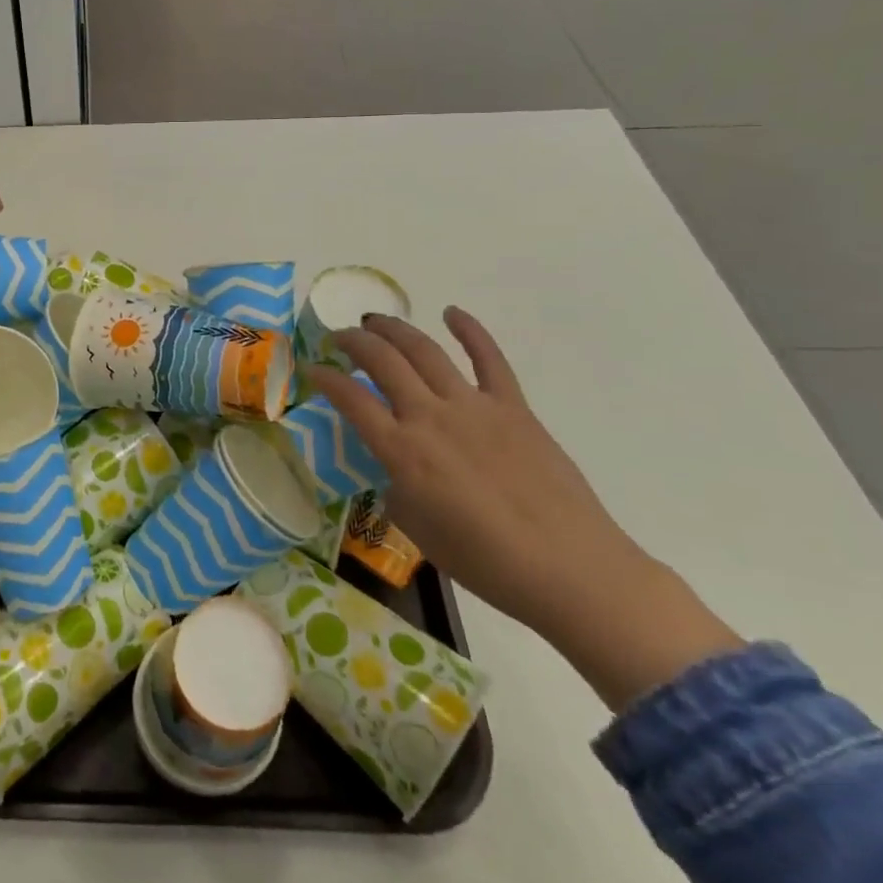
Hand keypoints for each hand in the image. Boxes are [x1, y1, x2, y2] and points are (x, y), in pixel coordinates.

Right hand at [310, 308, 742, 710]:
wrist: (569, 570)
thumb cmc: (486, 562)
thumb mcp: (417, 528)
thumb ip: (398, 486)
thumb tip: (399, 467)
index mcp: (403, 451)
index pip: (351, 399)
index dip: (325, 378)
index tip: (312, 368)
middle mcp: (431, 417)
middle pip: (383, 361)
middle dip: (354, 341)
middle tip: (340, 337)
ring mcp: (474, 407)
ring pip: (425, 351)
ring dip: (395, 329)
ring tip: (376, 321)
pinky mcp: (513, 407)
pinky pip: (489, 359)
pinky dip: (470, 331)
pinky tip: (452, 313)